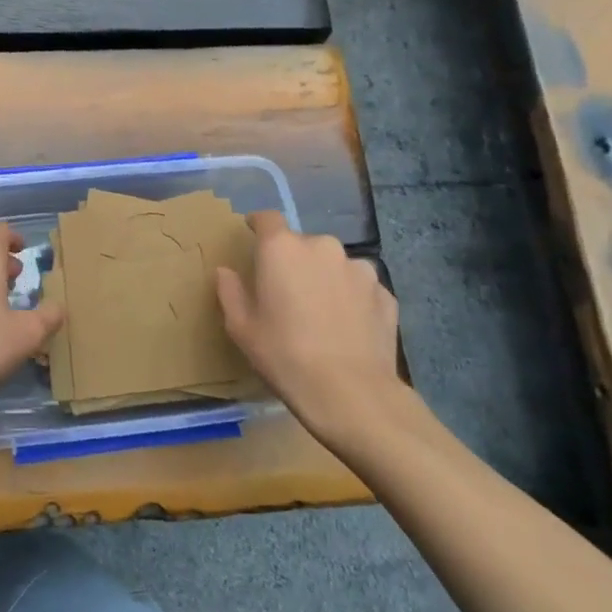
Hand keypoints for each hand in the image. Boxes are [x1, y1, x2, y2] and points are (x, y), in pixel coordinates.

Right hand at [214, 211, 415, 449]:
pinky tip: (347, 329)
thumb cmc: (284, 355)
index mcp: (282, 248)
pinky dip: (351, 299)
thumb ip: (230, 292)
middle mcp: (322, 247)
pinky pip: (359, 288)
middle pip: (302, 244)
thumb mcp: (242, 328)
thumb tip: (226, 272)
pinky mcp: (385, 293)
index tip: (253, 237)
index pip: (267, 218)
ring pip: (333, 265)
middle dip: (293, 262)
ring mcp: (359, 268)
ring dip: (324, 279)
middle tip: (286, 294)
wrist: (351, 393)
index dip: (258, 225)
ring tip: (321, 314)